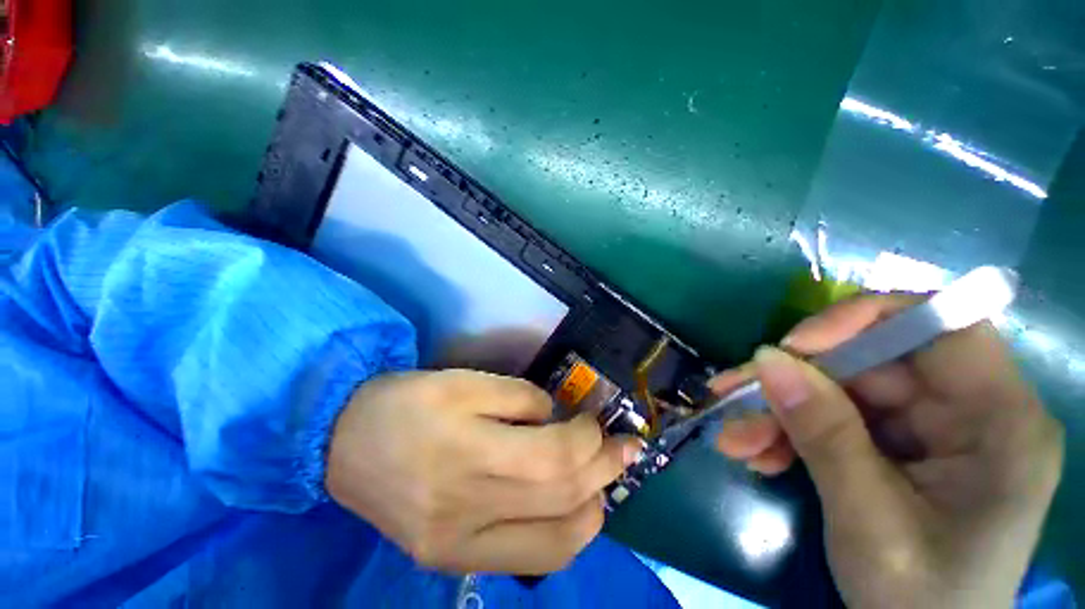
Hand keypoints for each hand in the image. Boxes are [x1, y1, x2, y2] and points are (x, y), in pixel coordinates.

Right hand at [326, 369, 640, 574]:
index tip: (596, 421)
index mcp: (466, 452)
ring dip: (593, 509)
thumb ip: (518, 397)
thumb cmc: (409, 401)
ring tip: (606, 480)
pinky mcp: (451, 559)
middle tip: (625, 448)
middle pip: (561, 496)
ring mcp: (458, 545)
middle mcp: (466, 509)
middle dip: (604, 469)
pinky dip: (565, 538)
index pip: (554, 456)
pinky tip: (574, 511)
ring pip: (554, 543)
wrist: (346, 442)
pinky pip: (529, 562)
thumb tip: (556, 416)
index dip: (588, 438)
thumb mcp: (464, 382)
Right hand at [714, 293, 1063, 608]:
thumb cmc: (918, 600)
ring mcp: (933, 429)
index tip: (793, 345)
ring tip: (735, 440)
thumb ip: (823, 435)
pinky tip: (758, 454)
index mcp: (1001, 424)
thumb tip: (766, 359)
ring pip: (840, 392)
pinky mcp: (900, 445)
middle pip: (870, 364)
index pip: (941, 327)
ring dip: (780, 412)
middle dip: (793, 382)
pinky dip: (791, 434)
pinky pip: (836, 419)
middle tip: (730, 396)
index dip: (863, 321)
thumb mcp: (869, 521)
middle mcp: (971, 413)